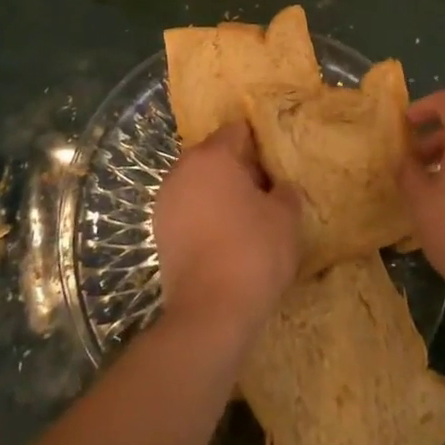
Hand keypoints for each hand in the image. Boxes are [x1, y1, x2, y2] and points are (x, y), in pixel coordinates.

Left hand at [154, 121, 302, 344]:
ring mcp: (166, 200)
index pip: (237, 131)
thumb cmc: (252, 252)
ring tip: (247, 219)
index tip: (276, 166)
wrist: (209, 313)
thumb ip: (285, 191)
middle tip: (265, 193)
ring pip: (199, 183)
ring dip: (219, 193)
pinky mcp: (159, 231)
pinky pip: (188, 210)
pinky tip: (225, 240)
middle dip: (238, 168)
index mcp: (212, 155)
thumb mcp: (286, 217)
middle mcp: (183, 169)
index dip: (259, 145)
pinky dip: (205, 217)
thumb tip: (278, 188)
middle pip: (214, 156)